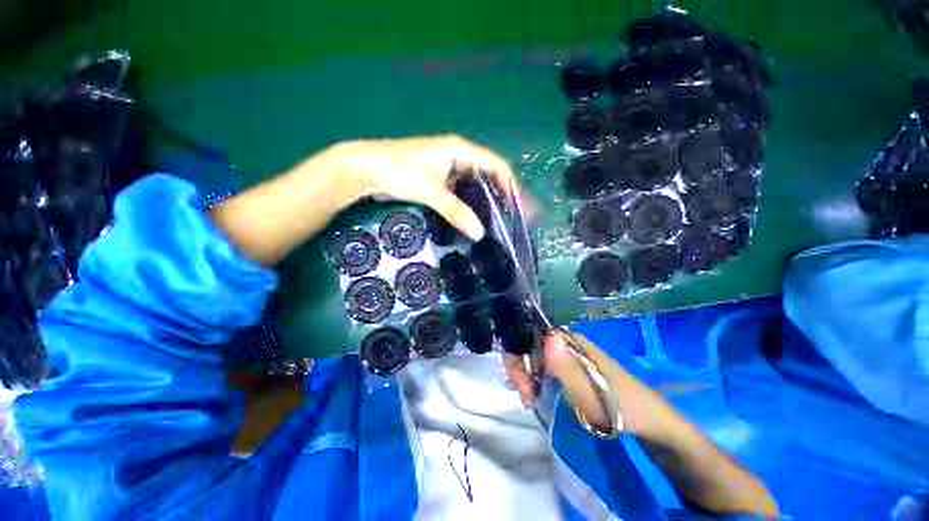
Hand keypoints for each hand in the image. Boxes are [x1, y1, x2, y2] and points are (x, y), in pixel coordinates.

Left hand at [326, 135, 516, 240]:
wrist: (365, 169)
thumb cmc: (399, 171)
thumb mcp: (431, 190)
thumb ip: (456, 211)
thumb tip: (480, 233)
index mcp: (460, 150)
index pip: (496, 166)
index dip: (510, 186)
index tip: (517, 208)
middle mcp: (458, 157)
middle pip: (489, 175)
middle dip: (503, 195)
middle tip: (514, 217)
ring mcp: (448, 170)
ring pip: (475, 185)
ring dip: (487, 201)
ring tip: (499, 220)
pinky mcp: (439, 181)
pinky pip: (462, 193)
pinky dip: (471, 204)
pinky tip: (476, 218)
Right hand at [505, 331, 647, 434]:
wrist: (645, 420)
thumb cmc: (616, 404)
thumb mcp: (587, 388)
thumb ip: (565, 365)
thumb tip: (547, 337)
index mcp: (568, 340)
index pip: (531, 336)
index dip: (518, 356)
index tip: (520, 383)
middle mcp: (564, 342)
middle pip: (529, 346)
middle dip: (520, 368)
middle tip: (524, 395)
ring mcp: (565, 354)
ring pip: (534, 357)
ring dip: (525, 375)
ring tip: (528, 398)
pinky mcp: (567, 367)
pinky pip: (542, 367)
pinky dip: (533, 379)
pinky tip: (533, 392)